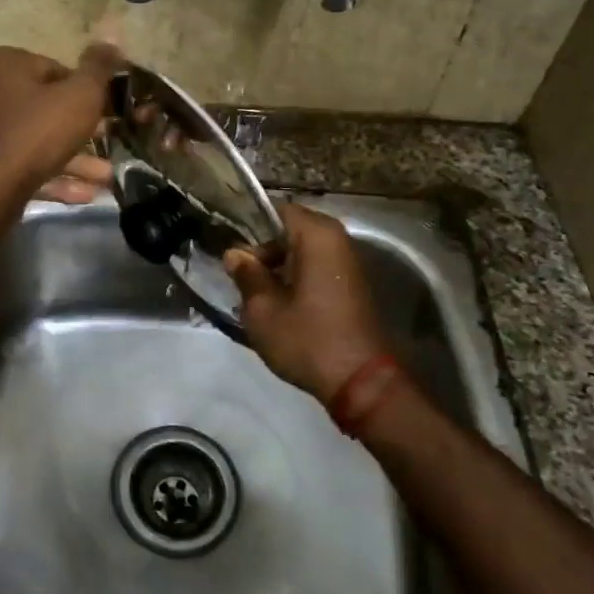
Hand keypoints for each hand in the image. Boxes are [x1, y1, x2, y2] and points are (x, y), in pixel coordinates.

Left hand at [0, 43, 122, 204]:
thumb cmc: (36, 133)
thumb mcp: (80, 96)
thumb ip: (98, 68)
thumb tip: (113, 35)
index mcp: (4, 63)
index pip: (56, 69)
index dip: (86, 92)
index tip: (106, 112)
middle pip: (47, 106)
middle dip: (83, 129)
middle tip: (110, 141)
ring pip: (38, 140)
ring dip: (75, 158)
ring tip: (106, 176)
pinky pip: (24, 164)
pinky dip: (53, 176)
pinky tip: (85, 194)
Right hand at [224, 202, 391, 403]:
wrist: (362, 383)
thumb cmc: (308, 339)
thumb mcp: (263, 310)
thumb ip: (247, 275)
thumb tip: (235, 254)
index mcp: (316, 235)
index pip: (275, 210)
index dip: (249, 227)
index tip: (231, 250)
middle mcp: (337, 239)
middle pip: (289, 229)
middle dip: (263, 249)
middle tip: (240, 276)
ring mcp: (348, 261)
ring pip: (302, 250)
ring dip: (279, 266)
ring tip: (256, 293)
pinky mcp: (351, 284)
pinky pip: (316, 266)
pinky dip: (296, 277)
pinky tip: (280, 303)